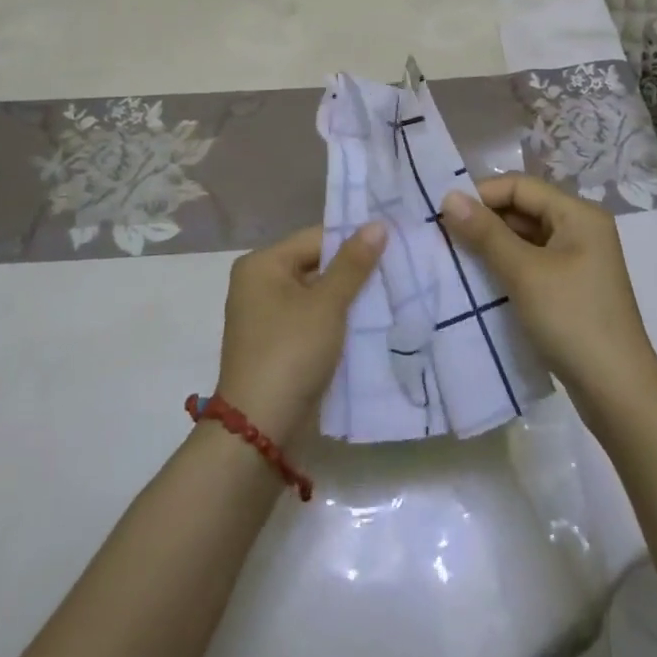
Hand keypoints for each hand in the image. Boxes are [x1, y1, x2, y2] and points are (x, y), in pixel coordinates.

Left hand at [213, 223, 385, 438]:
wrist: (259, 431)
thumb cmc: (291, 353)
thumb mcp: (327, 305)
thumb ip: (353, 264)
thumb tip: (377, 224)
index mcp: (262, 265)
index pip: (316, 239)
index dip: (354, 241)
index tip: (393, 245)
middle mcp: (259, 284)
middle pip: (316, 266)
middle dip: (354, 273)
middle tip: (398, 271)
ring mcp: (266, 318)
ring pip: (317, 297)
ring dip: (348, 300)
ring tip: (392, 296)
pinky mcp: (277, 347)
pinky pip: (312, 322)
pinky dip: (337, 323)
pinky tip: (370, 326)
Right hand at [441, 175, 656, 423]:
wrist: (618, 393)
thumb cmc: (572, 320)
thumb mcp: (524, 273)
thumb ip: (485, 233)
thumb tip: (449, 196)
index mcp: (578, 214)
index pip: (520, 186)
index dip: (481, 195)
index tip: (444, 214)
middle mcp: (581, 229)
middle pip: (523, 209)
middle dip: (484, 221)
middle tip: (443, 237)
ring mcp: (578, 260)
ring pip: (525, 238)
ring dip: (492, 246)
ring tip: (455, 259)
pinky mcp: (571, 288)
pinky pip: (531, 263)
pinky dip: (506, 267)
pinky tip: (480, 282)